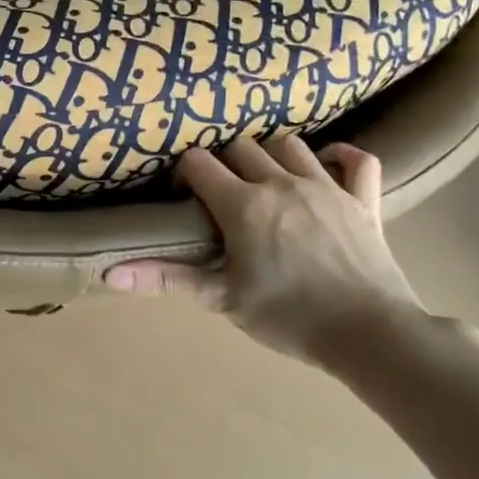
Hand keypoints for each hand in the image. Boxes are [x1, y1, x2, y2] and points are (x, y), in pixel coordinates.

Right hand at [104, 135, 424, 367]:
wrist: (369, 333)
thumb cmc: (288, 316)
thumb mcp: (220, 298)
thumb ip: (165, 278)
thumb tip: (109, 274)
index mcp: (243, 204)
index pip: (199, 163)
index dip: (186, 173)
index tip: (185, 196)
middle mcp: (281, 183)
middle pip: (242, 147)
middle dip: (225, 162)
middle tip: (222, 192)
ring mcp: (326, 186)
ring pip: (291, 145)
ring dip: (271, 154)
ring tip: (265, 178)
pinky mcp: (364, 199)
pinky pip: (358, 160)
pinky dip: (342, 156)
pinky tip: (327, 165)